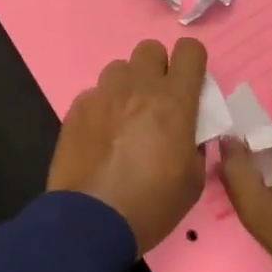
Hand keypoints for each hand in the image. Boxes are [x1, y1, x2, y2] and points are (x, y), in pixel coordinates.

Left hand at [48, 38, 208, 251]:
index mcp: (174, 100)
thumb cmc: (152, 204)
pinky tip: (101, 137)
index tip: (191, 84)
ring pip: (119, 68)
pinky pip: (95, 94)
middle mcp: (138, 86)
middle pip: (150, 49)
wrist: (91, 222)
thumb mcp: (192, 180)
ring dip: (128, 85)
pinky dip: (103, 107)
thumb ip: (194, 143)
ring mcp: (103, 95)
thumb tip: (188, 132)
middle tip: (158, 100)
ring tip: (126, 117)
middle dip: (158, 68)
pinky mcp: (77, 108)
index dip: (193, 63)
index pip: (190, 50)